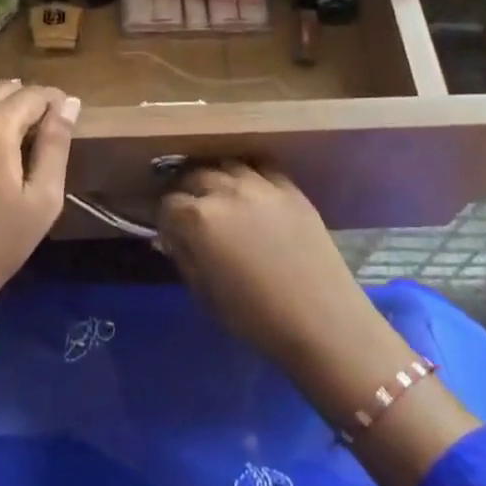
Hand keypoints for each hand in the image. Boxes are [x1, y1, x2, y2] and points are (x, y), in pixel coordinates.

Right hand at [159, 164, 483, 485]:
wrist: (321, 321)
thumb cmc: (255, 318)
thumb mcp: (205, 294)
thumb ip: (184, 257)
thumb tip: (171, 238)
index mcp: (199, 219)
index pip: (168, 204)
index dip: (165, 218)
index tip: (169, 232)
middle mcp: (226, 191)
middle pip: (194, 176)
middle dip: (187, 193)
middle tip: (190, 212)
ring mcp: (261, 185)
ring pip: (226, 165)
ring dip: (217, 178)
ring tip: (219, 196)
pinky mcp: (290, 188)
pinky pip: (261, 167)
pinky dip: (249, 173)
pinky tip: (249, 188)